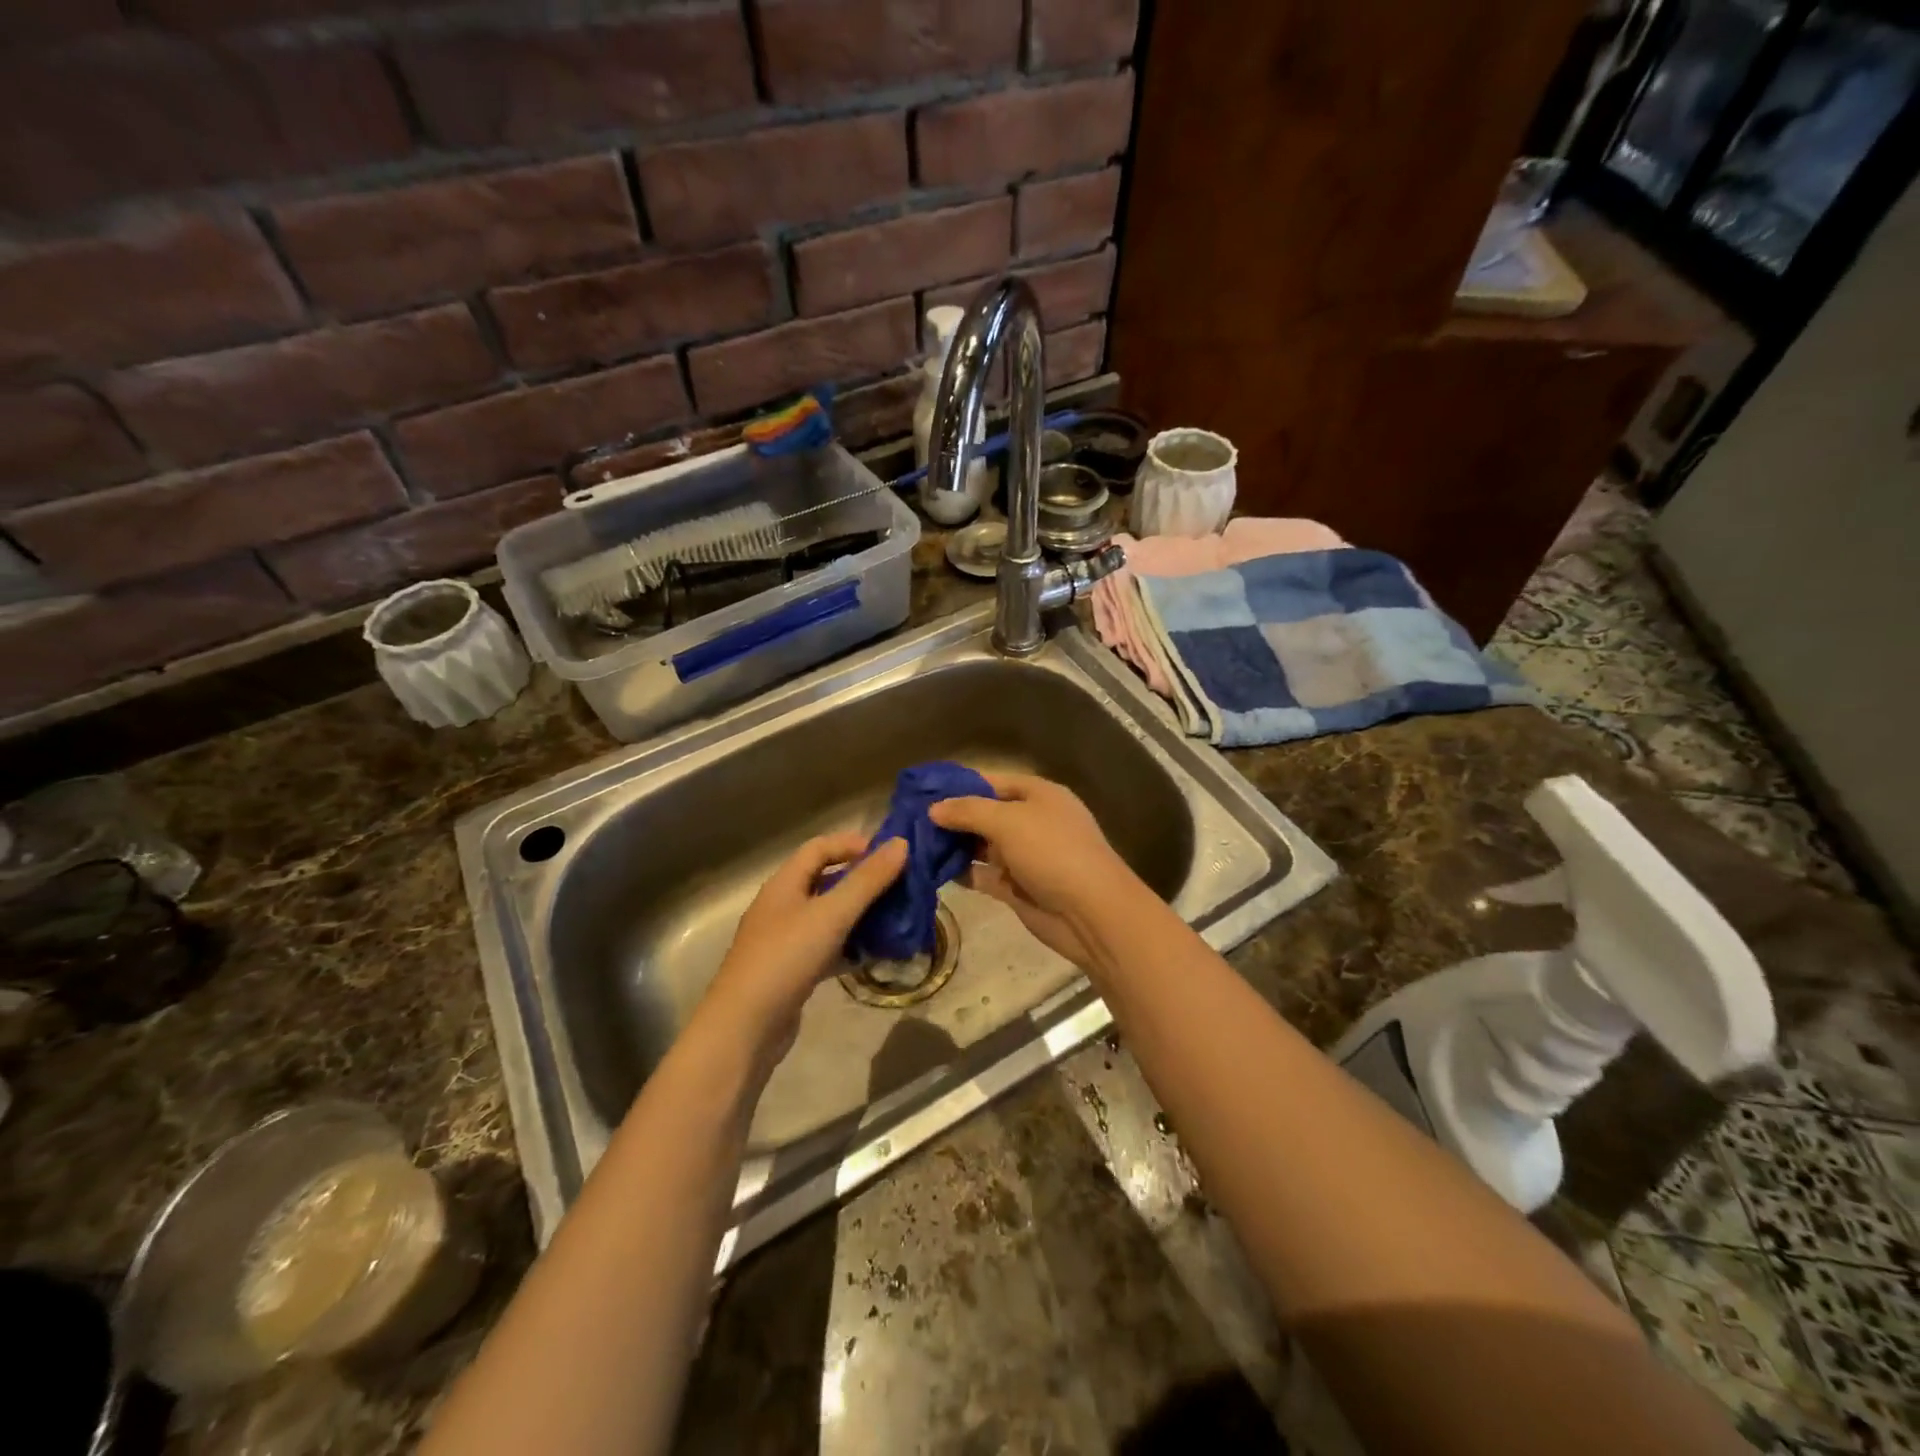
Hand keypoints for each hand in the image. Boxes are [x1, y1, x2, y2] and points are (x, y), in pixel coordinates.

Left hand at [701, 832, 907, 1063]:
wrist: (744, 1028)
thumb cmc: (786, 958)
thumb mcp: (831, 914)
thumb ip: (867, 879)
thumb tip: (901, 843)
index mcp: (784, 883)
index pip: (820, 847)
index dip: (854, 844)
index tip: (891, 854)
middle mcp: (782, 906)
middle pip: (826, 881)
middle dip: (863, 881)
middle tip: (900, 887)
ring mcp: (785, 941)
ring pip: (828, 917)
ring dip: (860, 915)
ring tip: (895, 920)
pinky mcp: (791, 972)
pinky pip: (826, 948)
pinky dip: (850, 947)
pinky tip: (873, 956)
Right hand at [928, 771, 1134, 967]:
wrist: (1091, 912)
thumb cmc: (1053, 852)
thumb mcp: (1009, 821)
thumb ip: (968, 811)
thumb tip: (934, 809)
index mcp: (1038, 795)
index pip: (992, 781)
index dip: (959, 784)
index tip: (922, 790)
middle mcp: (1031, 822)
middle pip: (985, 814)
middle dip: (951, 817)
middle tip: (908, 820)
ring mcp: (1025, 856)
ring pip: (981, 845)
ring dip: (952, 845)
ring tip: (913, 844)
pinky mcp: (1017, 887)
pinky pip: (983, 874)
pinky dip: (961, 872)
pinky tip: (931, 870)